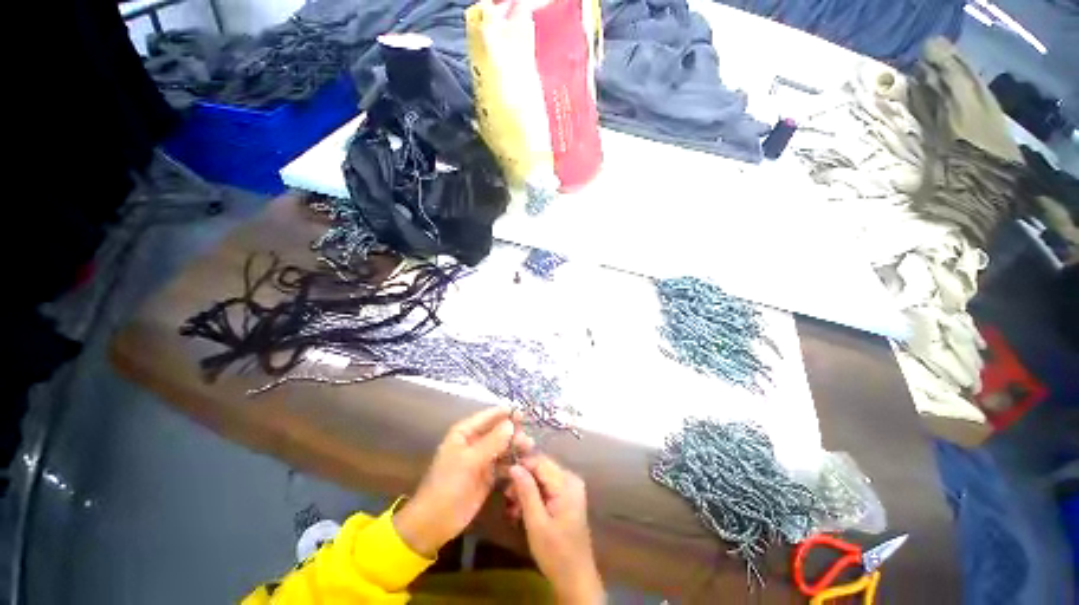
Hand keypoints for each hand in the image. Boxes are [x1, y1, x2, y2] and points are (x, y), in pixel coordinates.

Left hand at [394, 407, 532, 557]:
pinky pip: (503, 463)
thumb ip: (492, 442)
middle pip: (497, 431)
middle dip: (512, 432)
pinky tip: (523, 464)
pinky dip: (512, 463)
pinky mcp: (488, 475)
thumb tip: (511, 423)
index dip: (504, 413)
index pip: (487, 416)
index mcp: (464, 433)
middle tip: (527, 438)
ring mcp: (481, 459)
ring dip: (515, 447)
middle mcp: (474, 442)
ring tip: (529, 449)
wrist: (436, 522)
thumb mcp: (469, 461)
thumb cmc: (448, 485)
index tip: (522, 413)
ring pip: (502, 447)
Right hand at [507, 456, 603, 603]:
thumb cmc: (556, 553)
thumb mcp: (536, 523)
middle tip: (506, 496)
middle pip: (541, 468)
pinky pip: (547, 487)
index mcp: (566, 483)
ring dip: (526, 489)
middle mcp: (570, 479)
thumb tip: (514, 466)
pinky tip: (521, 510)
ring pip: (542, 478)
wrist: (576, 578)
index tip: (503, 474)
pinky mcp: (567, 497)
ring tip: (512, 507)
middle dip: (522, 479)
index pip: (540, 462)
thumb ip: (526, 492)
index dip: (521, 465)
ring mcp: (570, 488)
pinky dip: (533, 496)